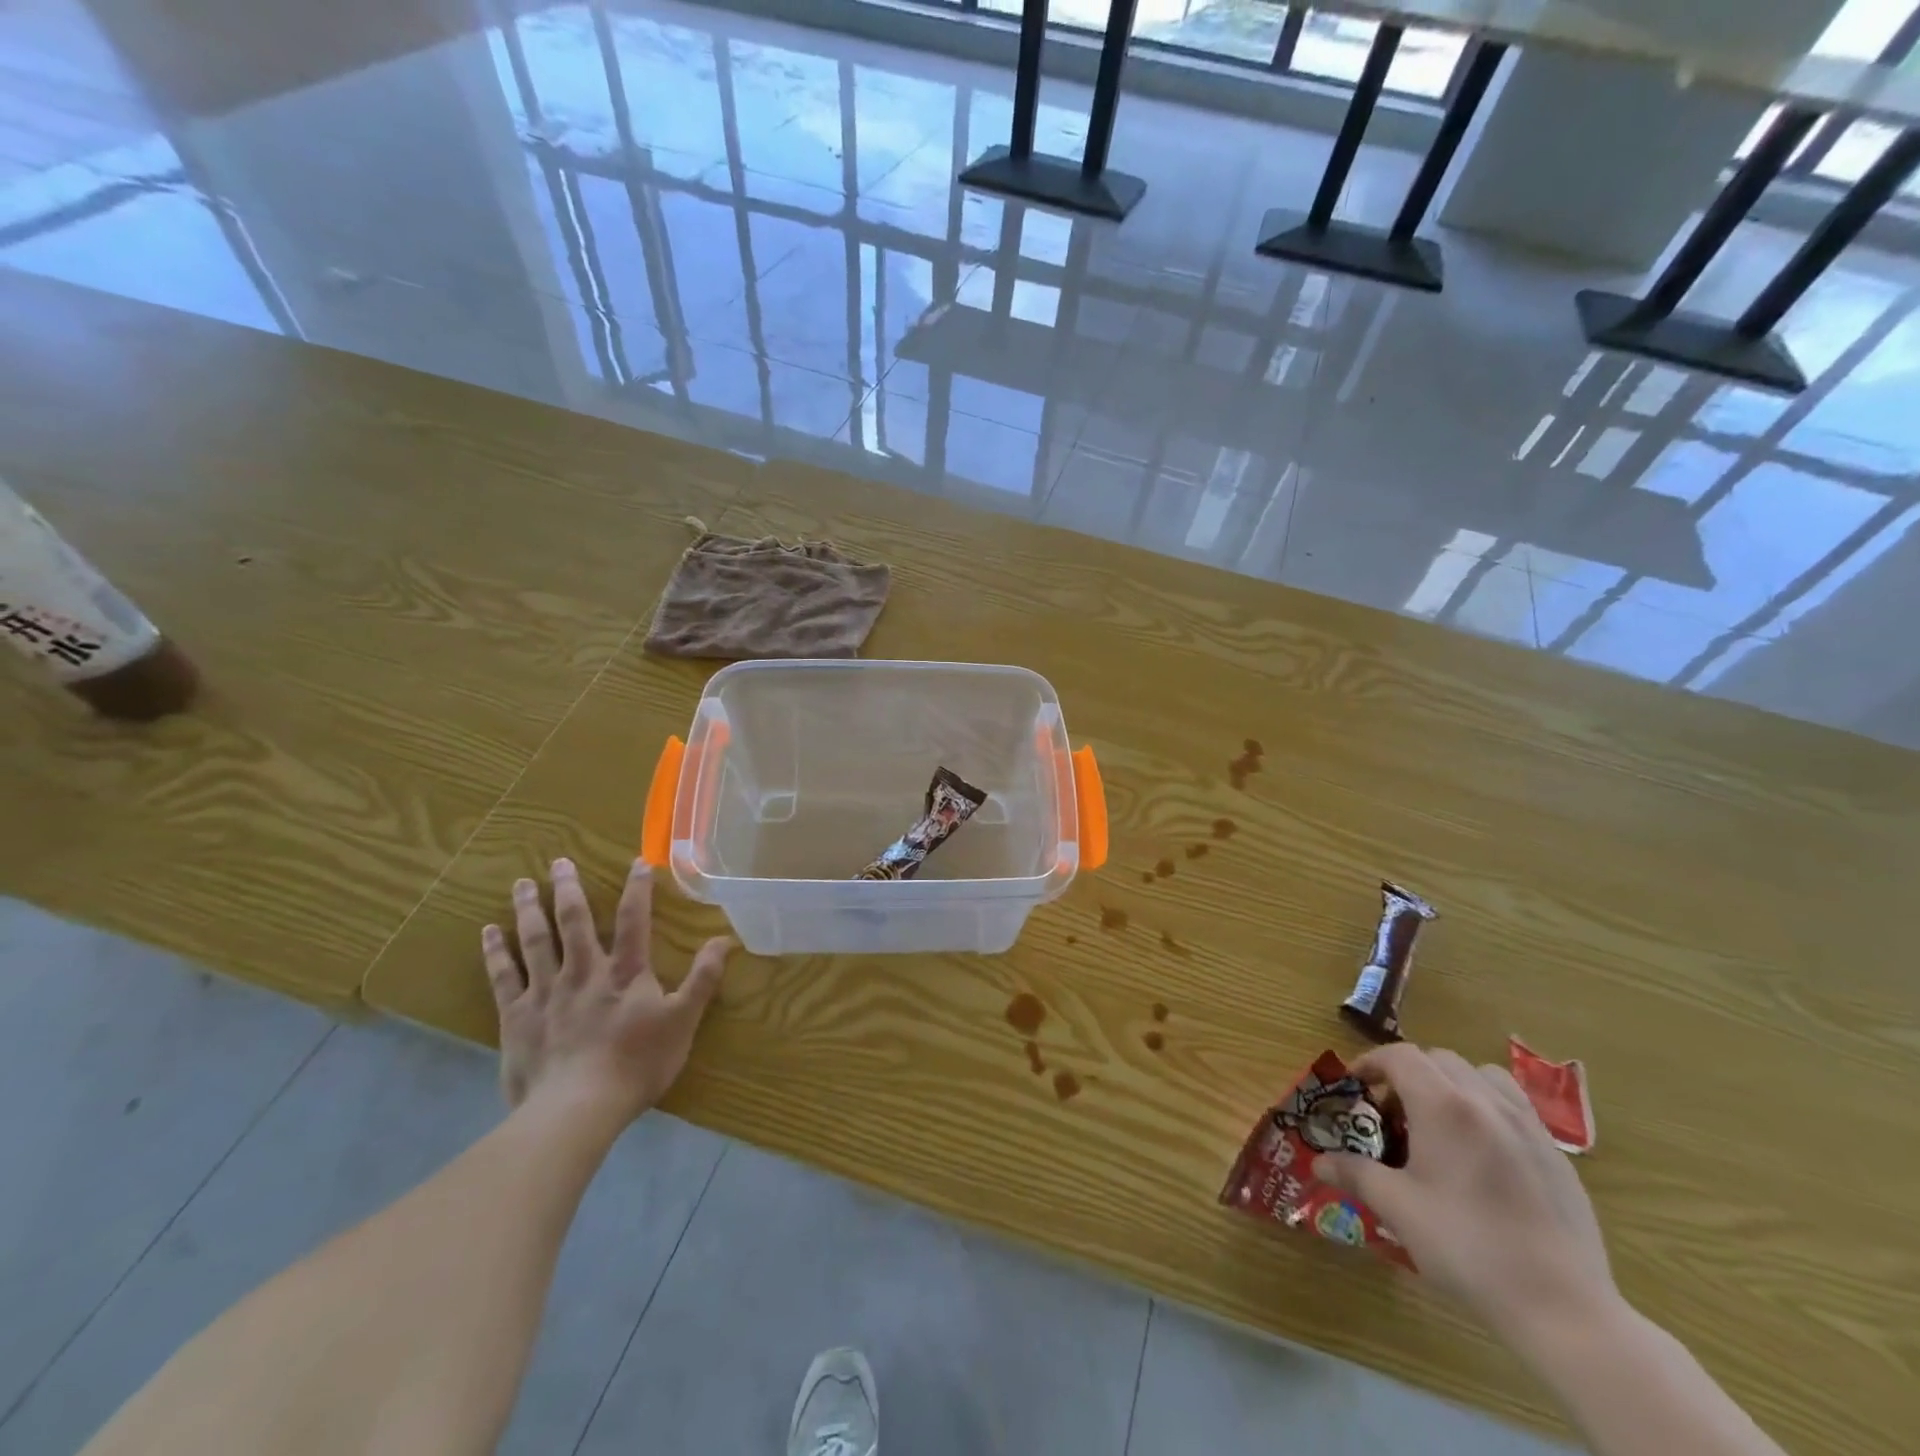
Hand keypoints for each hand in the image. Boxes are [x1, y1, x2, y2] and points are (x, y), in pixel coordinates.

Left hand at [482, 857, 731, 1122]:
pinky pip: (503, 977)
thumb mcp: (682, 1021)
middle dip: (568, 889)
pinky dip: (496, 952)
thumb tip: (724, 940)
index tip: (638, 862)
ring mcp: (546, 992)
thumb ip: (703, 979)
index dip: (637, 889)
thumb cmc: (636, 1064)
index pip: (633, 920)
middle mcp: (584, 971)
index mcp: (625, 972)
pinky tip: (488, 932)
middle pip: (574, 921)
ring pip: (535, 941)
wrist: (576, 1109)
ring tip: (523, 883)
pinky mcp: (517, 1017)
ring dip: (529, 909)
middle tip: (559, 862)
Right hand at [1315, 1043, 1616, 1336]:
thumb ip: (1355, 1174)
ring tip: (1441, 1123)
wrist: (1564, 1308)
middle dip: (1409, 1073)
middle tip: (1392, 1111)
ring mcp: (1529, 1126)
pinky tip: (1483, 1156)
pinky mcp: (1557, 1155)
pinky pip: (1515, 1107)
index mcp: (1444, 1106)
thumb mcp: (1398, 1209)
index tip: (1354, 1085)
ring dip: (1453, 1083)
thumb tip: (1318, 1162)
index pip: (1400, 1056)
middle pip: (1439, 1059)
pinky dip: (1488, 1109)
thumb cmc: (1468, 1247)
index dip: (1371, 1062)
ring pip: (1483, 1075)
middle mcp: (1487, 1101)